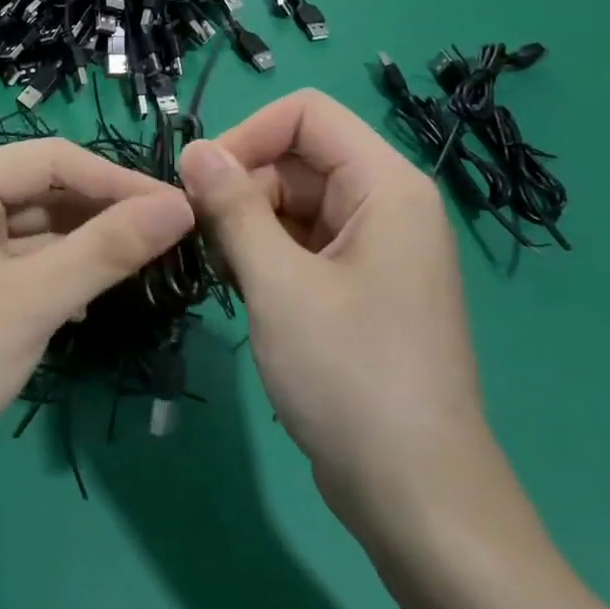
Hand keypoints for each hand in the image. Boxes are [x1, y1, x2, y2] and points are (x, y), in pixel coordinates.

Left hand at [0, 138, 194, 523]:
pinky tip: (98, 299)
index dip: (118, 181)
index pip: (52, 160)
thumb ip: (107, 249)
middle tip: (175, 238)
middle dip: (107, 214)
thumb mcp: (31, 301)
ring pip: (41, 232)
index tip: (182, 208)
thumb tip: (181, 206)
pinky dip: (66, 277)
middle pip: (46, 192)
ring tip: (152, 264)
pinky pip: (28, 268)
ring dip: (91, 247)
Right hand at [178, 91, 492, 534]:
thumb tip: (194, 149)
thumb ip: (233, 208)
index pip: (306, 115)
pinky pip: (302, 242)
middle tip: (199, 239)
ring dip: (247, 225)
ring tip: (222, 273)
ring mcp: (374, 248)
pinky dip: (265, 255)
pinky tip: (243, 291)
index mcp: (386, 186)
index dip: (246, 135)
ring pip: (293, 202)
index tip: (196, 184)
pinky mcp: (360, 286)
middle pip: (297, 158)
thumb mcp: (279, 284)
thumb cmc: (350, 378)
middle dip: (241, 187)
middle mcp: (386, 205)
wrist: (415, 494)